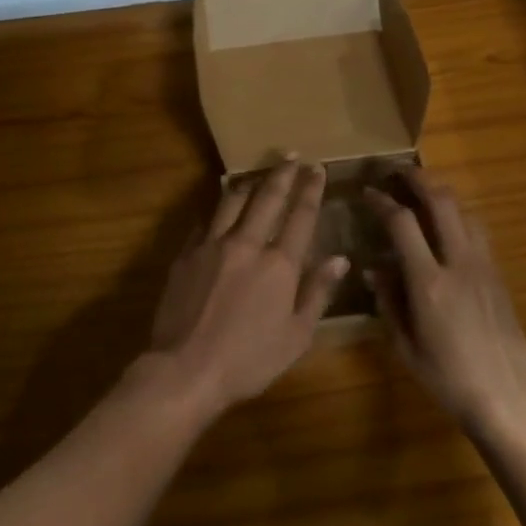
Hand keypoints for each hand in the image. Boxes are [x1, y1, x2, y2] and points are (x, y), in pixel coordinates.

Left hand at [147, 159, 349, 416]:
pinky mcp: (186, 254)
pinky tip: (220, 209)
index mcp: (279, 264)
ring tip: (258, 174)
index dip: (311, 189)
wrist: (185, 369)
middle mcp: (247, 244)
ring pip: (232, 201)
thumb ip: (317, 292)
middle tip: (291, 156)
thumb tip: (339, 259)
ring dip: (249, 183)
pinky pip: (205, 222)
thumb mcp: (296, 336)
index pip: (300, 215)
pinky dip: (218, 211)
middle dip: (282, 173)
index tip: (317, 168)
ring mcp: (212, 245)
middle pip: (267, 197)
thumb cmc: (249, 360)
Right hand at [366, 171, 525, 437]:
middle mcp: (459, 263)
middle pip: (442, 202)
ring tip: (425, 192)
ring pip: (465, 211)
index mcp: (429, 282)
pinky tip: (449, 227)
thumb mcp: (405, 346)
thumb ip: (388, 301)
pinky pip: (478, 232)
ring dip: (443, 194)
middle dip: (418, 179)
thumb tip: (373, 269)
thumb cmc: (447, 379)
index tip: (368, 192)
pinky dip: (459, 217)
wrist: (507, 398)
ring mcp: (484, 267)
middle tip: (399, 172)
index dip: (383, 202)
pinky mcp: (499, 276)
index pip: (402, 223)